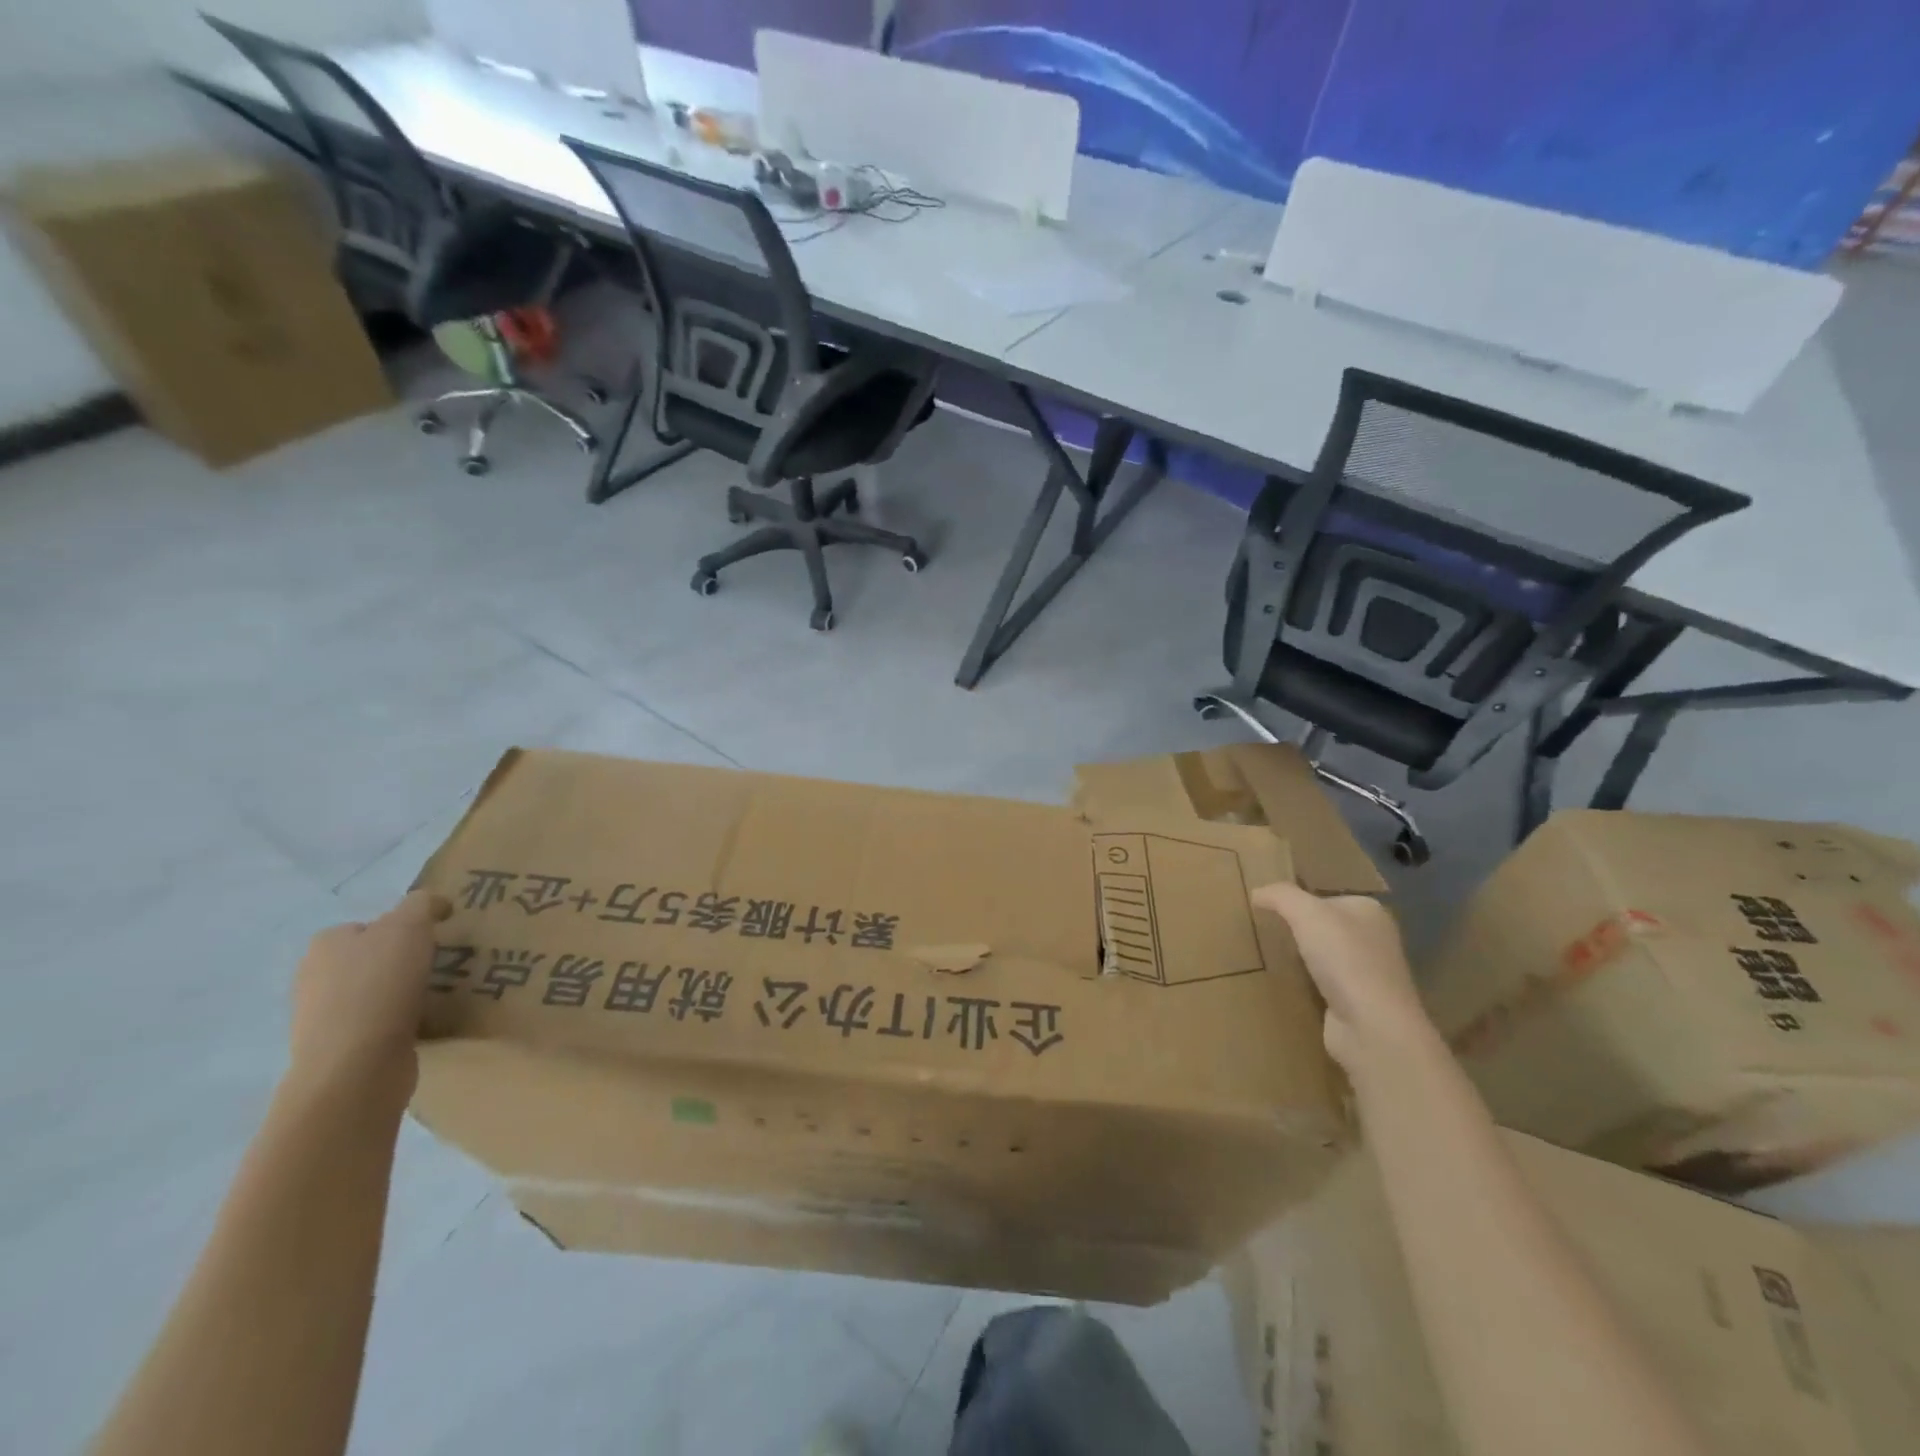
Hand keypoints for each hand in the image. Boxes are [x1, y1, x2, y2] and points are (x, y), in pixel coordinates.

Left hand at [288, 891, 450, 1103]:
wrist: (356, 1065)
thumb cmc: (380, 985)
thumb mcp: (410, 926)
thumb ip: (423, 904)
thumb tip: (435, 904)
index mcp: (326, 944)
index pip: (369, 925)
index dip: (403, 928)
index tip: (433, 939)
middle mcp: (314, 976)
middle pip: (370, 958)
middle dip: (402, 960)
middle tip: (439, 965)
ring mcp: (321, 1016)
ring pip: (373, 991)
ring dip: (401, 992)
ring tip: (435, 995)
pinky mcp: (338, 1048)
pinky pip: (375, 1023)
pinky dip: (398, 1020)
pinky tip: (419, 1023)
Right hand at [1251, 882, 1435, 1072]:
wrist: (1372, 1027)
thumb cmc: (1344, 959)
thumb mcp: (1306, 913)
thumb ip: (1280, 895)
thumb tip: (1257, 892)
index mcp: (1369, 911)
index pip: (1325, 897)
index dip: (1297, 900)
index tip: (1267, 908)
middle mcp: (1373, 939)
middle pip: (1324, 927)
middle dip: (1297, 929)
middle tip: (1261, 930)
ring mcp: (1367, 974)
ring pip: (1323, 956)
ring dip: (1300, 957)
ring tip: (1266, 955)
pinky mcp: (1356, 1003)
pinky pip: (1322, 984)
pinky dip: (1304, 983)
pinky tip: (1283, 983)